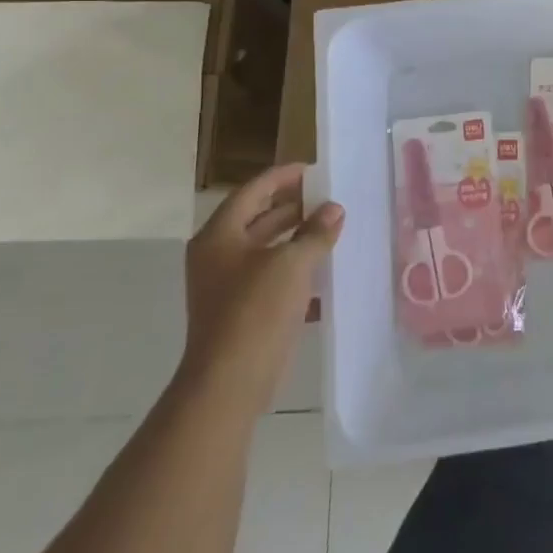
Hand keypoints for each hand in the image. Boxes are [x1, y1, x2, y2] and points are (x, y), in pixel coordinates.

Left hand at [179, 163, 342, 413]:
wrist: (230, 381)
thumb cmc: (256, 311)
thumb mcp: (292, 263)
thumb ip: (315, 232)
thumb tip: (334, 209)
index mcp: (219, 236)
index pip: (253, 191)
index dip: (283, 177)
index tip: (314, 171)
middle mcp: (217, 255)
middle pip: (257, 218)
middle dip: (293, 207)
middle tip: (328, 198)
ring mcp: (226, 284)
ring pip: (266, 248)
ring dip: (297, 237)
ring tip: (332, 228)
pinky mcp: (241, 310)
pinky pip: (270, 276)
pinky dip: (294, 267)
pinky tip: (324, 268)